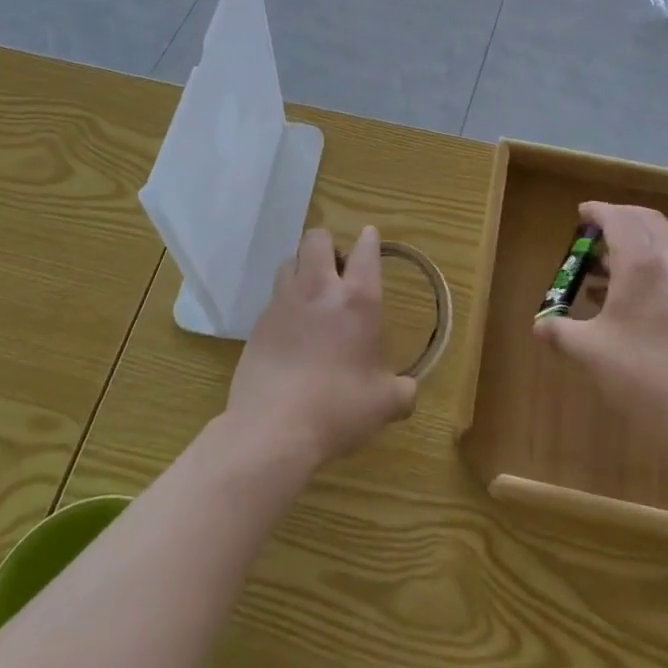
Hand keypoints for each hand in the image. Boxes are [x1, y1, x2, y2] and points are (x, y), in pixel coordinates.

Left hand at [225, 226, 416, 470]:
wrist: (273, 430)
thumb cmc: (338, 409)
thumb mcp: (385, 404)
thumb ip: (402, 391)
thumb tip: (409, 390)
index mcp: (358, 299)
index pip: (365, 250)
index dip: (369, 240)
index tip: (369, 237)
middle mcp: (320, 289)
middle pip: (317, 238)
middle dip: (327, 245)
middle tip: (336, 269)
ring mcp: (284, 302)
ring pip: (289, 260)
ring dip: (301, 268)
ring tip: (310, 294)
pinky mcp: (258, 323)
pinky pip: (274, 297)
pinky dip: (284, 303)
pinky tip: (290, 330)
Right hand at [533, 201, 667, 444]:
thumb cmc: (642, 373)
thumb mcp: (590, 352)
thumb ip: (561, 332)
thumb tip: (539, 325)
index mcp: (640, 263)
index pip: (618, 219)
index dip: (598, 211)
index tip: (580, 214)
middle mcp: (666, 264)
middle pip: (645, 221)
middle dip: (618, 219)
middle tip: (593, 234)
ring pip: (659, 245)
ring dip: (630, 245)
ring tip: (598, 272)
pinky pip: (666, 269)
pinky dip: (643, 268)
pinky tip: (622, 302)